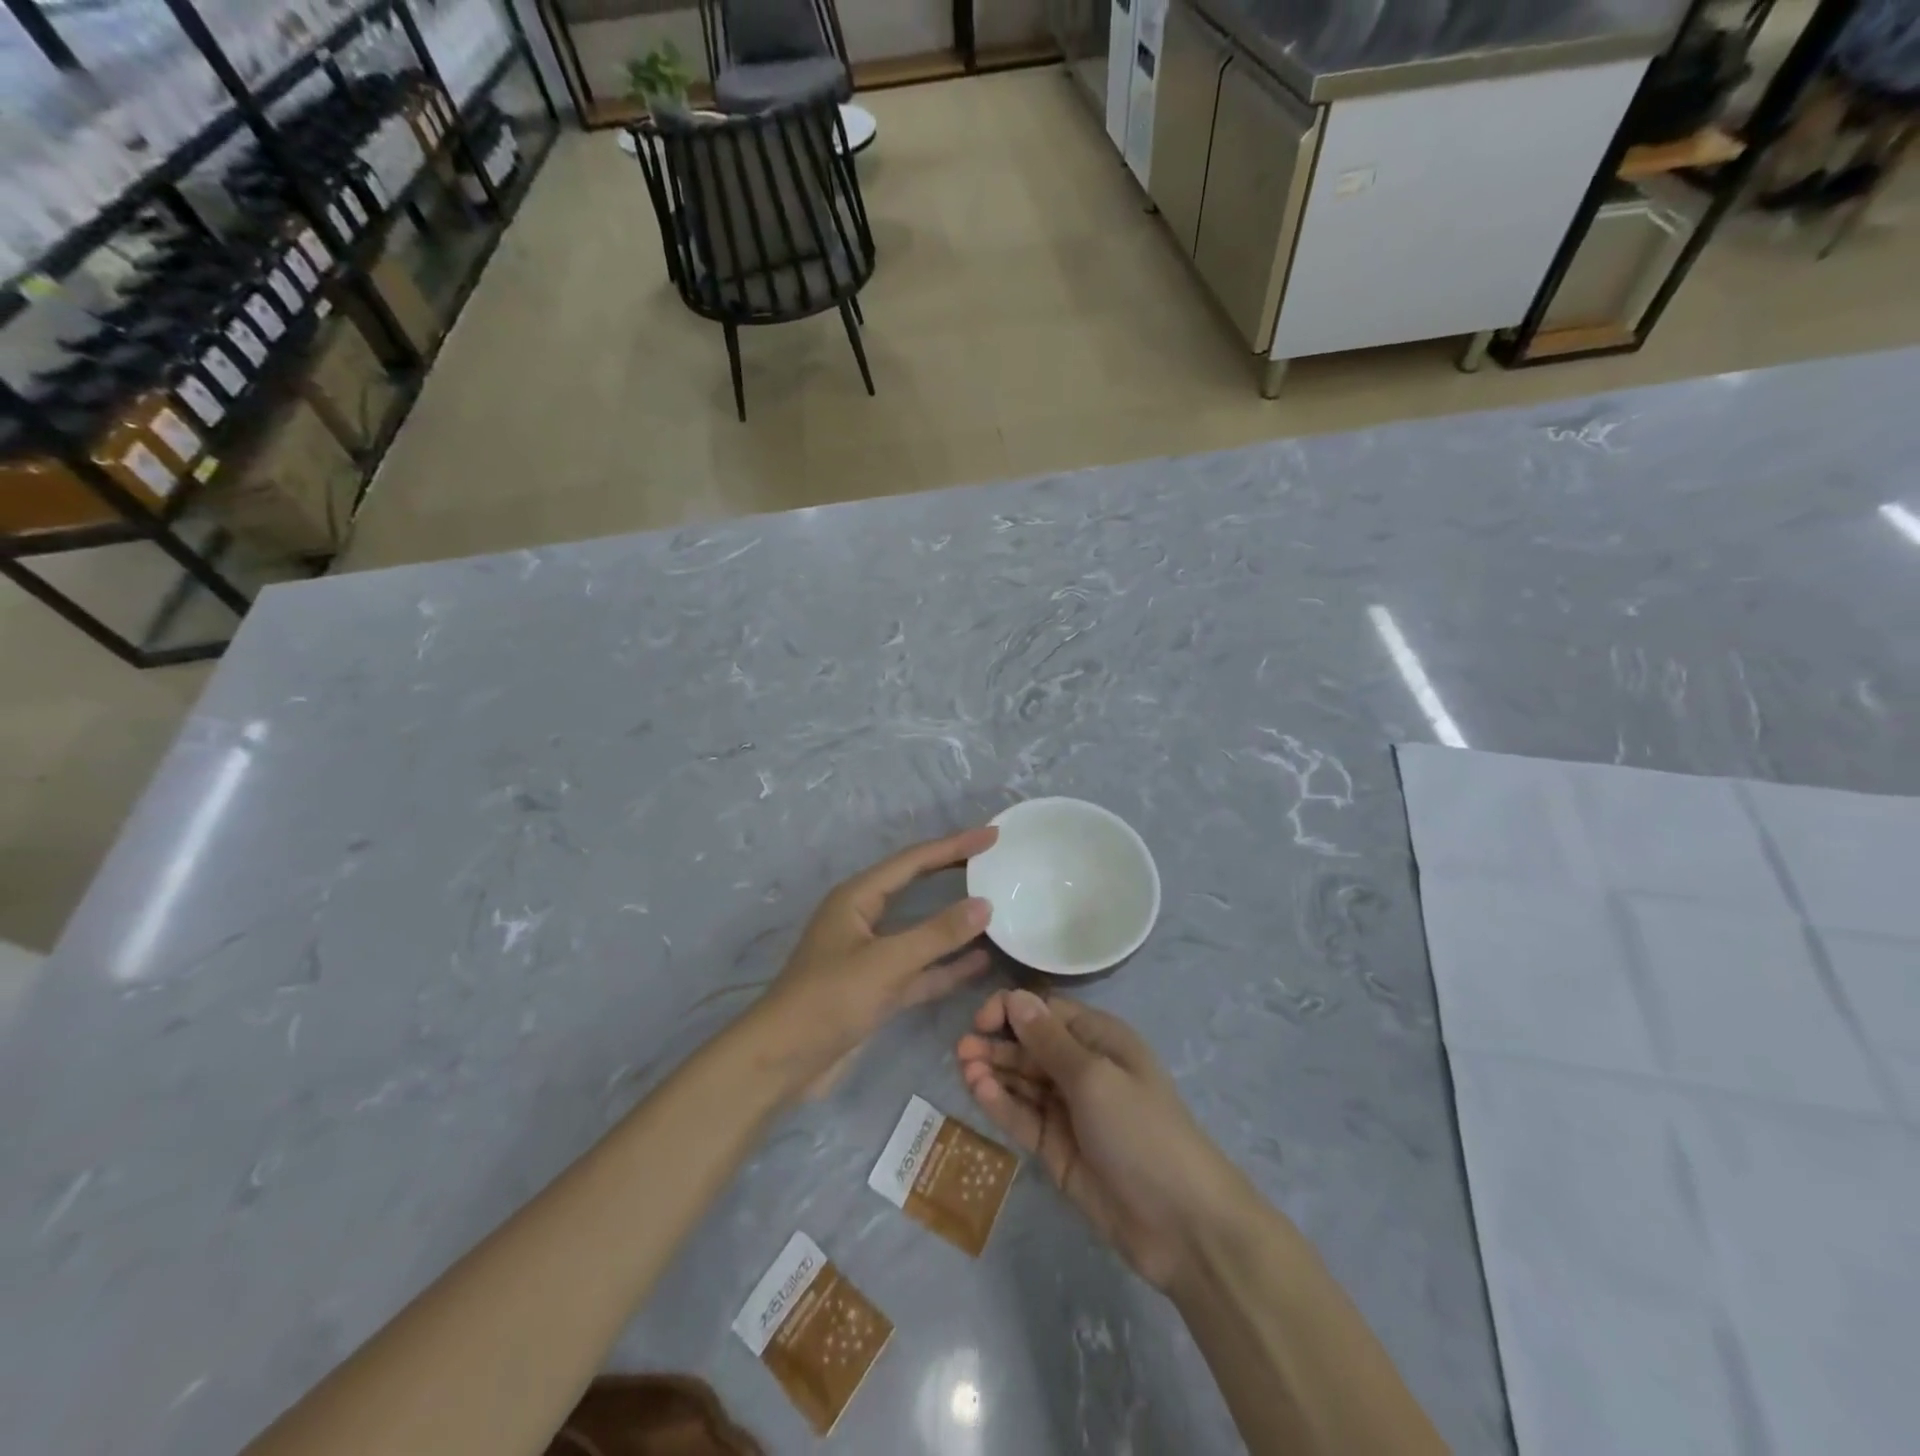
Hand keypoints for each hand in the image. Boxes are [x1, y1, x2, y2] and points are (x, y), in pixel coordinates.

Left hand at [755, 826, 996, 1095]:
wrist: (783, 1061)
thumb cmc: (829, 999)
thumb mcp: (886, 962)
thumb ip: (937, 934)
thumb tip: (984, 905)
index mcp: (857, 897)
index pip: (913, 861)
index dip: (954, 846)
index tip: (991, 835)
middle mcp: (865, 919)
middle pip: (917, 887)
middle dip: (954, 873)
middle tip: (995, 861)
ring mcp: (872, 956)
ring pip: (922, 931)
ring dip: (955, 922)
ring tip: (997, 907)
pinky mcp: (878, 989)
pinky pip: (921, 969)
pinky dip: (948, 966)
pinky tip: (981, 961)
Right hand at [958, 990, 1245, 1290]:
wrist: (1181, 1223)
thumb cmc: (1140, 1130)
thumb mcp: (1094, 1077)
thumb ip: (1048, 1040)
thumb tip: (1015, 997)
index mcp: (1100, 1039)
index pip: (1046, 1012)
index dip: (1012, 1010)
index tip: (982, 1021)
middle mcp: (1082, 1068)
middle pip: (1030, 1045)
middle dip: (996, 1043)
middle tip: (961, 1050)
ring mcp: (1068, 1110)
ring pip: (1022, 1081)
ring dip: (993, 1071)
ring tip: (964, 1068)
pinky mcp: (1057, 1148)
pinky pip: (1023, 1117)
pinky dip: (1000, 1103)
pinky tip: (978, 1091)